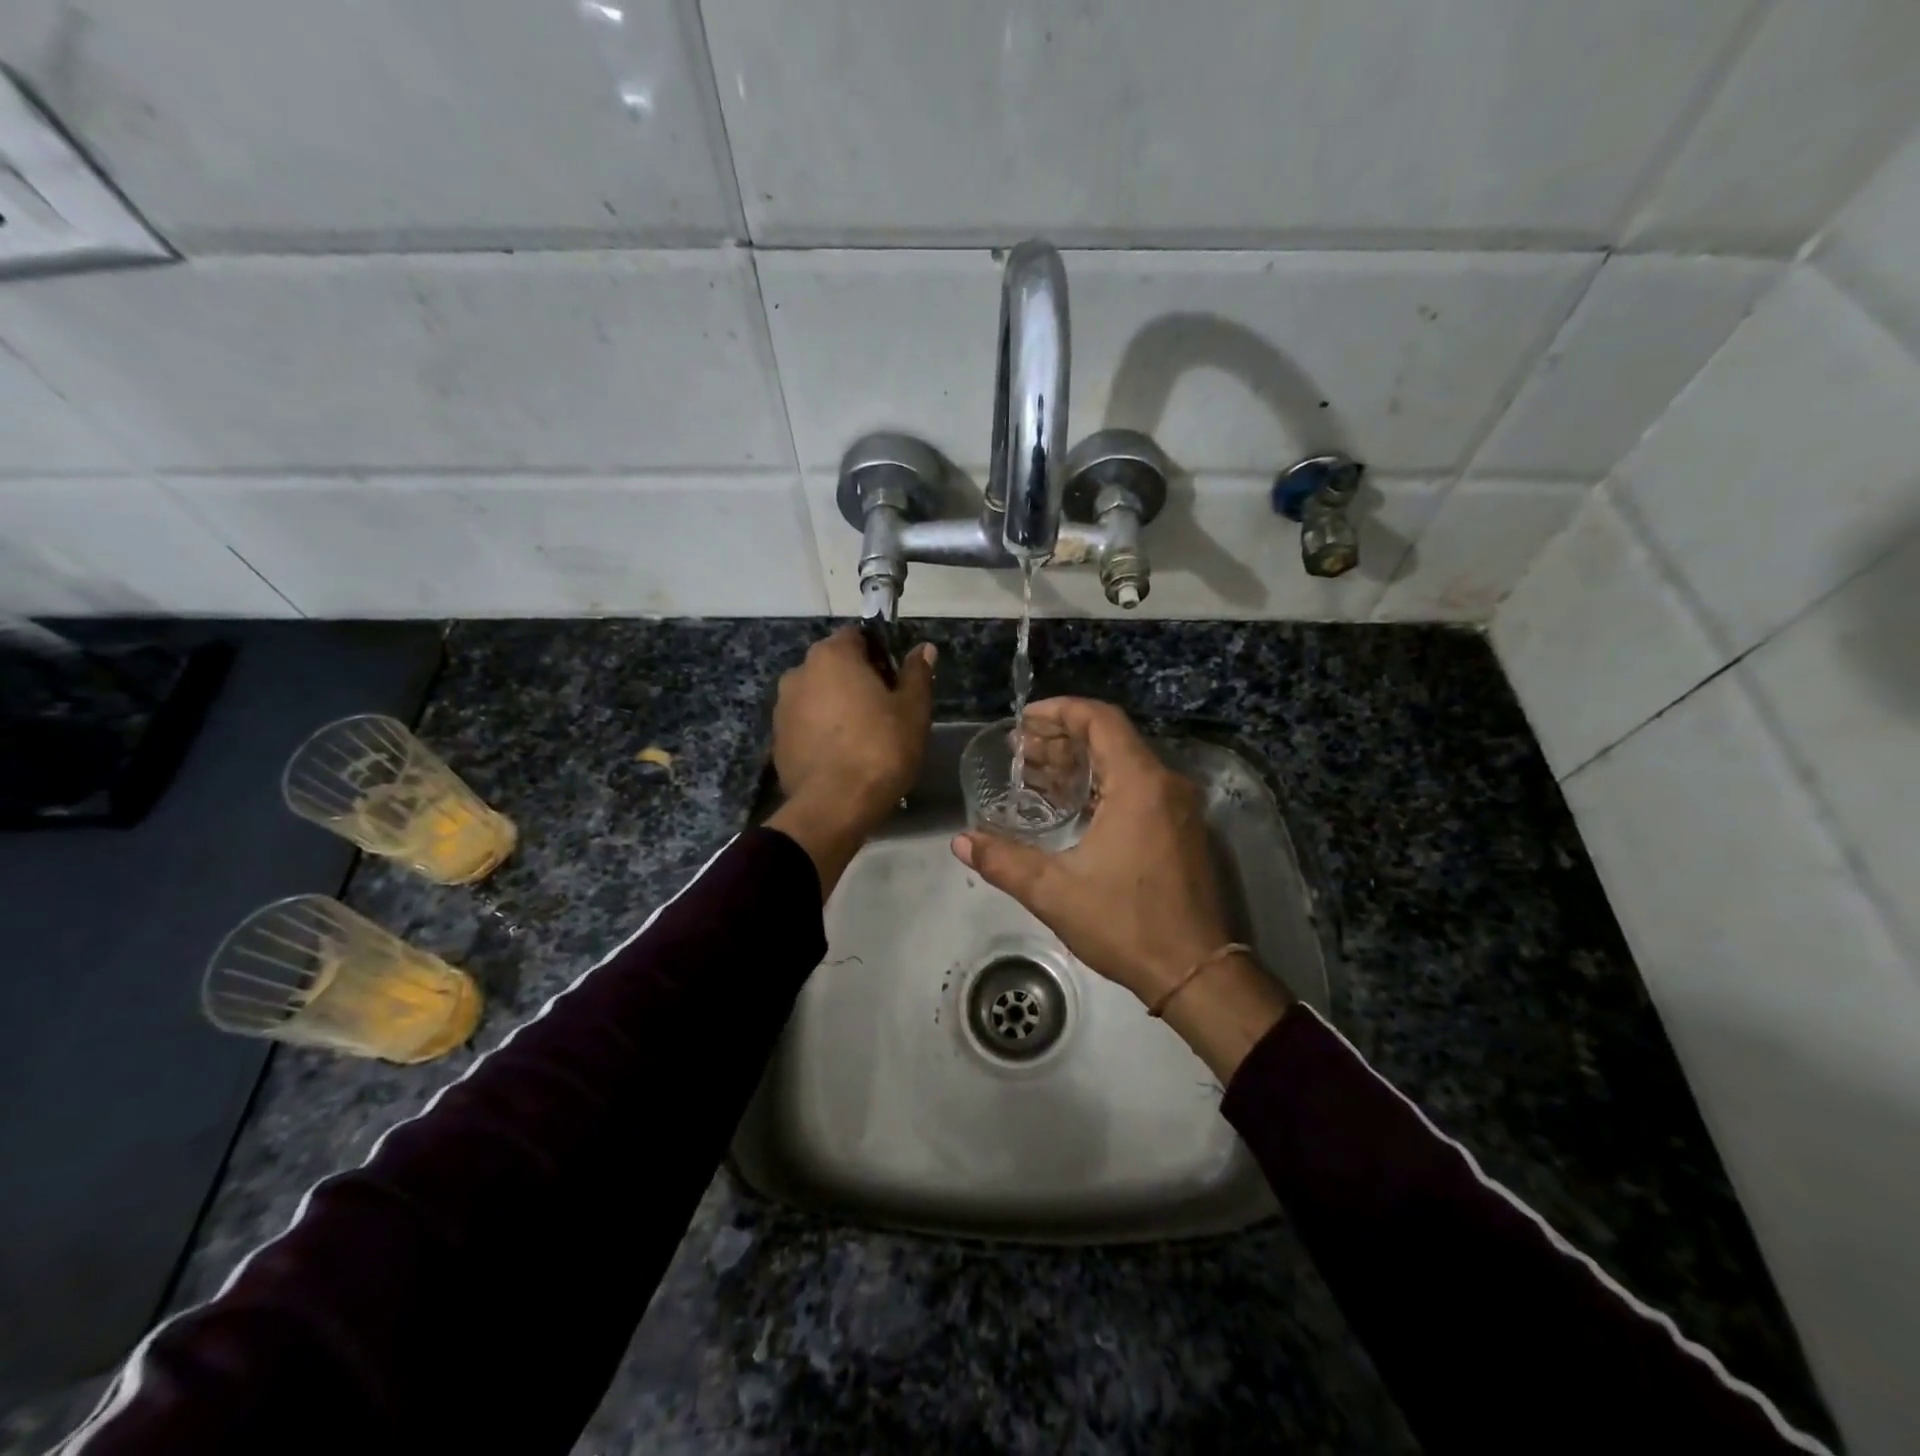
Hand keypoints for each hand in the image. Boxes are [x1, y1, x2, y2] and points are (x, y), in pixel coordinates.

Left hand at [768, 626, 934, 896]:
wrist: (834, 806)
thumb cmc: (880, 748)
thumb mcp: (912, 710)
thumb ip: (917, 673)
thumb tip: (924, 648)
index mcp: (832, 655)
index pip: (857, 637)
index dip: (880, 655)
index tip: (896, 681)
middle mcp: (799, 672)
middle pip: (834, 666)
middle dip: (857, 681)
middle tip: (885, 711)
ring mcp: (783, 707)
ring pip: (818, 696)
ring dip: (837, 707)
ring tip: (863, 738)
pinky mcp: (777, 740)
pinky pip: (806, 725)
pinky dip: (822, 732)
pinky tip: (842, 756)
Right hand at [952, 698, 1288, 1077]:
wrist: (1194, 971)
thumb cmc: (1126, 924)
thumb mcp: (1055, 891)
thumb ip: (1004, 861)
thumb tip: (961, 841)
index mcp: (1140, 784)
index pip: (1101, 720)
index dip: (1060, 711)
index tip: (1024, 720)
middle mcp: (1165, 785)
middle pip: (1111, 739)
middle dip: (1061, 739)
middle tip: (1019, 752)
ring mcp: (1177, 808)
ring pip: (1124, 765)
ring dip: (1080, 764)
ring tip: (1034, 776)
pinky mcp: (1181, 830)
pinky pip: (1137, 788)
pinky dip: (1101, 786)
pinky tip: (1068, 806)